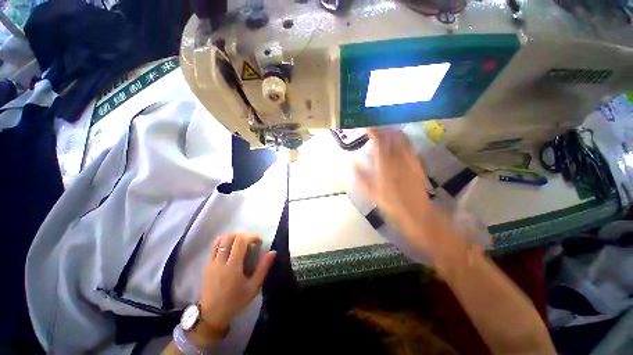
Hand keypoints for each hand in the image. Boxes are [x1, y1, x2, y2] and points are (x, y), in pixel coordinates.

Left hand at [199, 233, 275, 331]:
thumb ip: (263, 268)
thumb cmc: (235, 301)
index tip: (259, 241)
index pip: (240, 241)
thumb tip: (273, 252)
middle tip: (251, 242)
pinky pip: (215, 246)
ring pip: (221, 239)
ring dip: (233, 237)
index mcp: (232, 267)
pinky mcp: (206, 264)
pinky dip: (224, 242)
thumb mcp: (253, 287)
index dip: (251, 236)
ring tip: (241, 243)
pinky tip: (231, 249)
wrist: (211, 315)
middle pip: (230, 237)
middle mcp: (220, 261)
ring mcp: (211, 262)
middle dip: (243, 235)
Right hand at [353, 127, 467, 264]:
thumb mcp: (371, 191)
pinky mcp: (417, 163)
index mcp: (384, 164)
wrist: (416, 212)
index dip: (372, 131)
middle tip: (376, 126)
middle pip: (391, 137)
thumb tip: (352, 163)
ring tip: (387, 128)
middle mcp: (397, 158)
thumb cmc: (391, 203)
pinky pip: (411, 147)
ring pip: (402, 139)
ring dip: (394, 132)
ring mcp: (409, 160)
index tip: (366, 126)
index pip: (378, 141)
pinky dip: (404, 140)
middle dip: (383, 128)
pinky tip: (401, 139)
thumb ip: (361, 176)